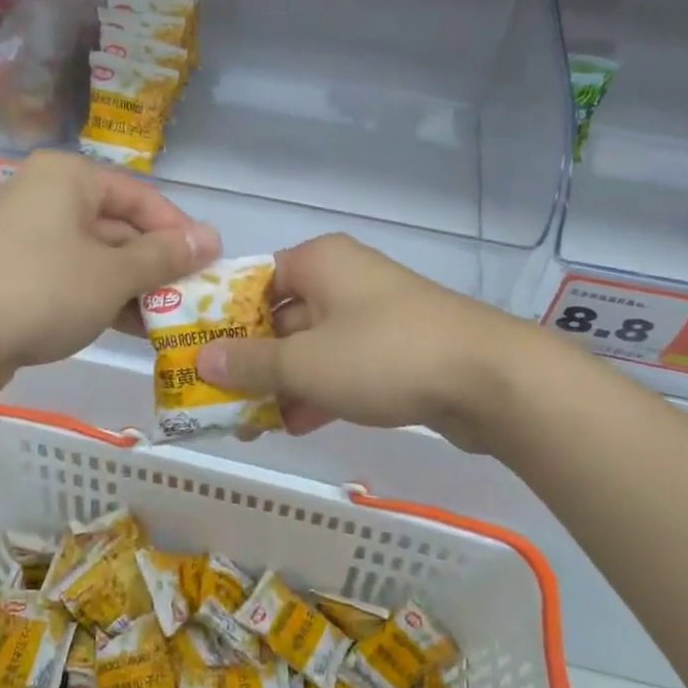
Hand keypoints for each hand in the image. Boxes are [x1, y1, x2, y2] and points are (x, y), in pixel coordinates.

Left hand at [0, 151, 218, 379]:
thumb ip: (165, 256)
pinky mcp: (15, 271)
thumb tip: (212, 238)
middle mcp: (46, 195)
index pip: (141, 197)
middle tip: (191, 297)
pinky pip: (71, 275)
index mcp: (69, 177)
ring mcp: (26, 234)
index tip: (209, 265)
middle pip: (118, 225)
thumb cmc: (43, 290)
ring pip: (95, 255)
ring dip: (132, 285)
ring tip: (167, 318)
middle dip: (155, 264)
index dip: (179, 231)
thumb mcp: (114, 274)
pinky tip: (130, 327)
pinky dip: (100, 296)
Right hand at [194, 233, 516, 447]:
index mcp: (318, 262)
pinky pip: (343, 364)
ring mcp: (373, 314)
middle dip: (252, 361)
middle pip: (281, 317)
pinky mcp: (396, 347)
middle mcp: (343, 278)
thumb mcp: (306, 363)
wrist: (489, 379)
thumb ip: (250, 362)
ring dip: (283, 383)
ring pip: (312, 346)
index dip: (223, 319)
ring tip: (251, 424)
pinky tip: (298, 425)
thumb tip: (201, 358)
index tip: (199, 356)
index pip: (254, 282)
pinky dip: (320, 390)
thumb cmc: (384, 355)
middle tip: (220, 400)